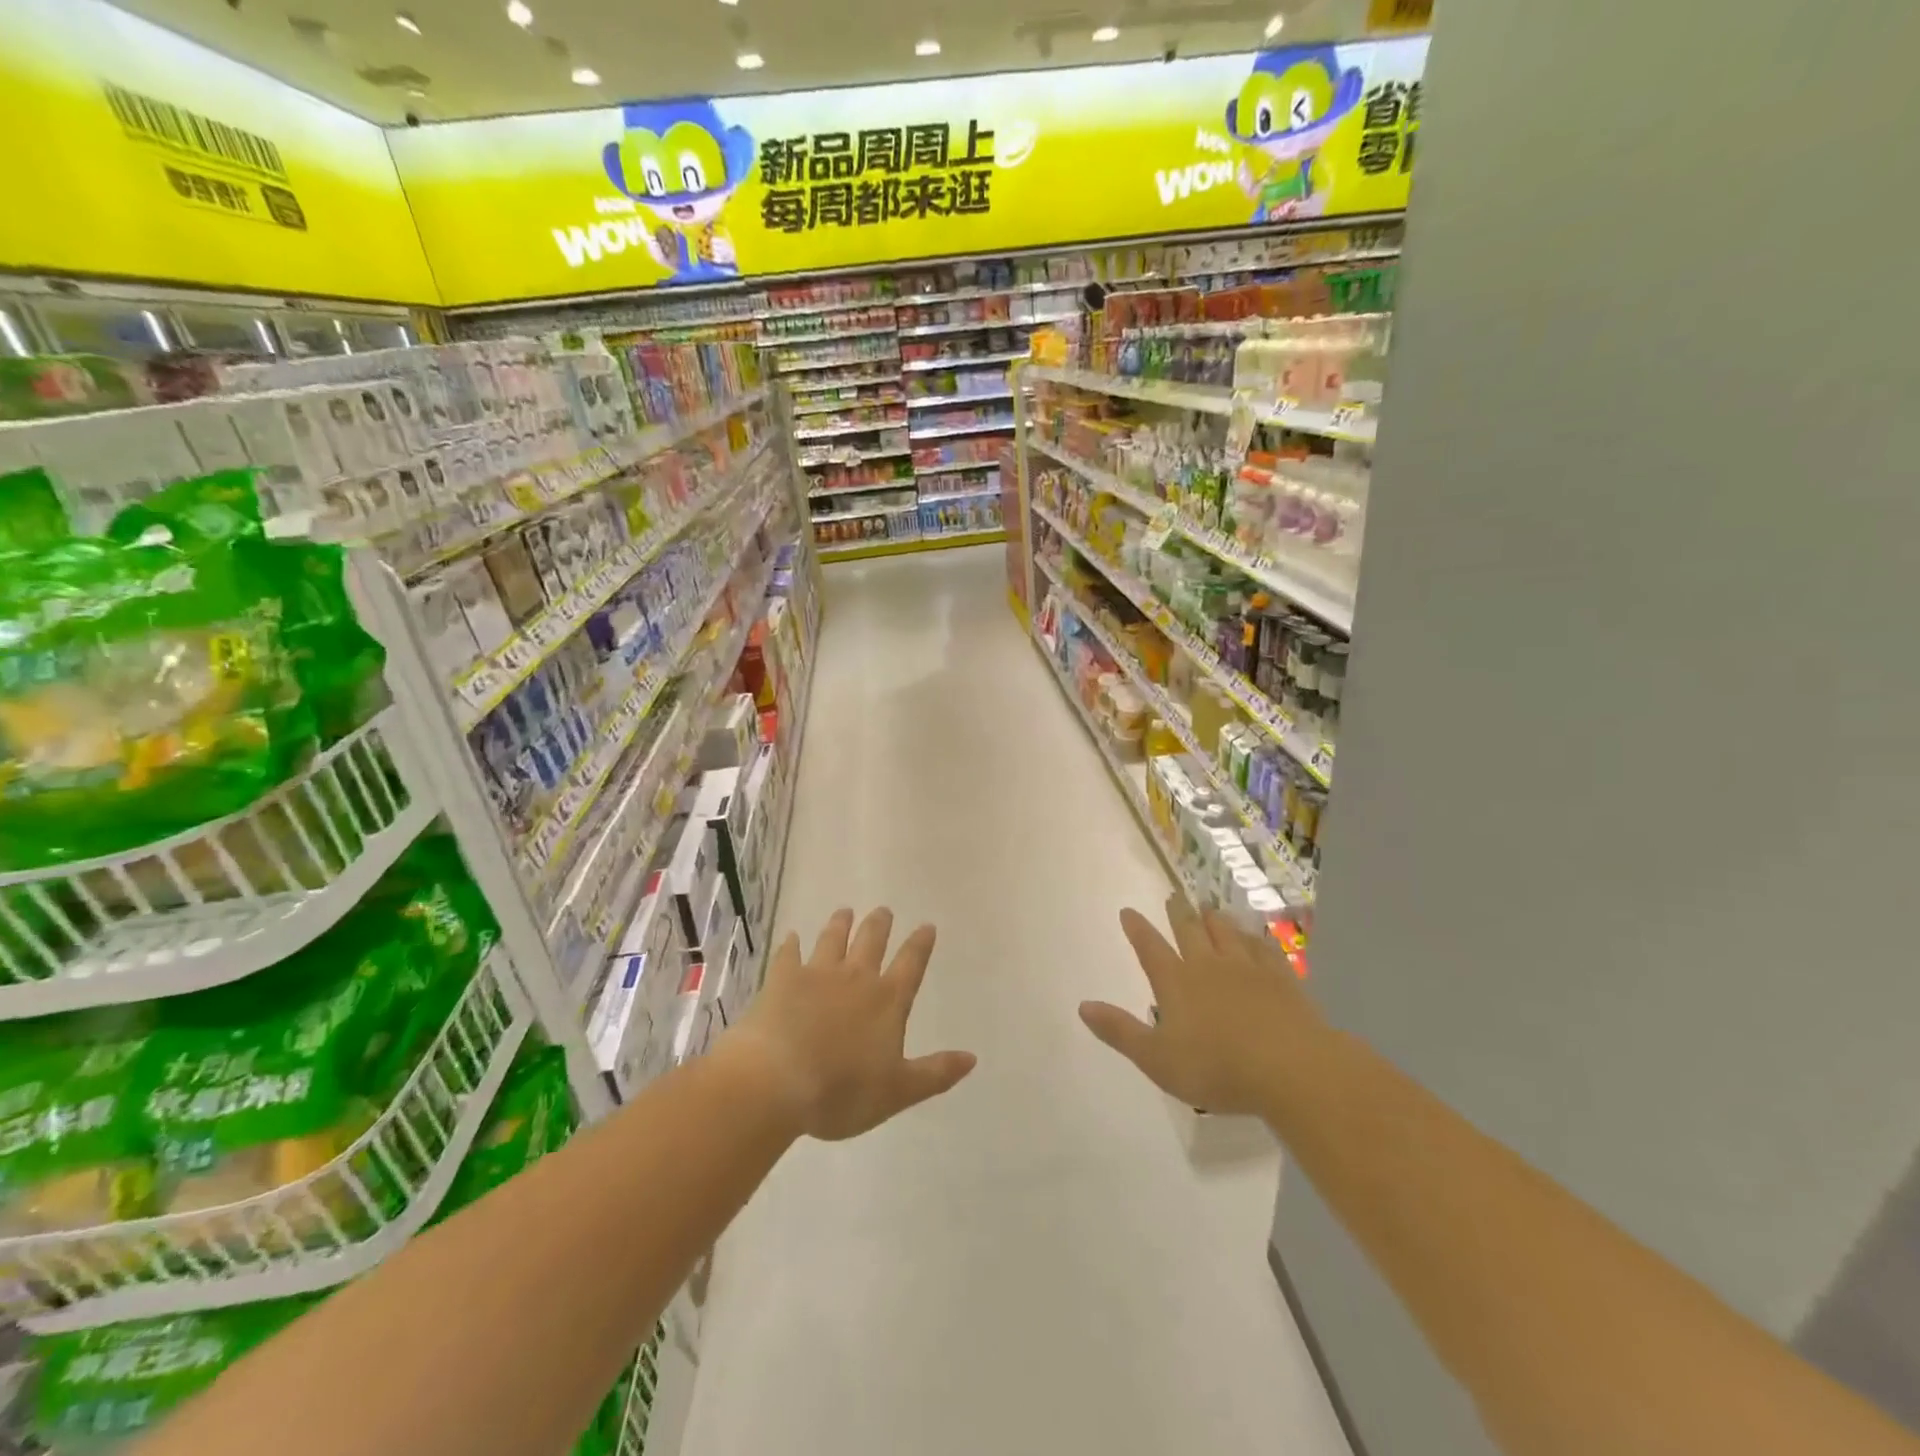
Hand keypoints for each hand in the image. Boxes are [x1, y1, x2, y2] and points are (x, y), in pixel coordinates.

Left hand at [727, 908, 975, 1140]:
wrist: (776, 1082)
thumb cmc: (841, 1092)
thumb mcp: (898, 1091)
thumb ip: (935, 1073)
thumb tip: (972, 1058)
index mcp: (887, 1001)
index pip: (910, 964)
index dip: (920, 945)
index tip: (926, 925)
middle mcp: (856, 978)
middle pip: (871, 942)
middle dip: (879, 925)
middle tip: (883, 910)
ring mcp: (817, 975)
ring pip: (833, 940)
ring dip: (840, 924)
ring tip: (844, 912)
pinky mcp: (782, 980)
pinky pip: (789, 955)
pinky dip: (791, 945)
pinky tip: (791, 937)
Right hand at [1079, 896, 1326, 1116]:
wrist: (1291, 1068)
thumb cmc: (1217, 1068)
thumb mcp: (1157, 1059)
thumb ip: (1120, 1031)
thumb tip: (1083, 1006)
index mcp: (1176, 983)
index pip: (1150, 948)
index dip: (1137, 930)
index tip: (1128, 911)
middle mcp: (1208, 966)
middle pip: (1190, 931)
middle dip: (1178, 913)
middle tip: (1173, 896)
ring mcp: (1248, 968)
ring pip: (1227, 933)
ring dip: (1215, 918)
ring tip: (1209, 907)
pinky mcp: (1281, 979)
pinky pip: (1265, 948)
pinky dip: (1256, 938)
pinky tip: (1257, 935)